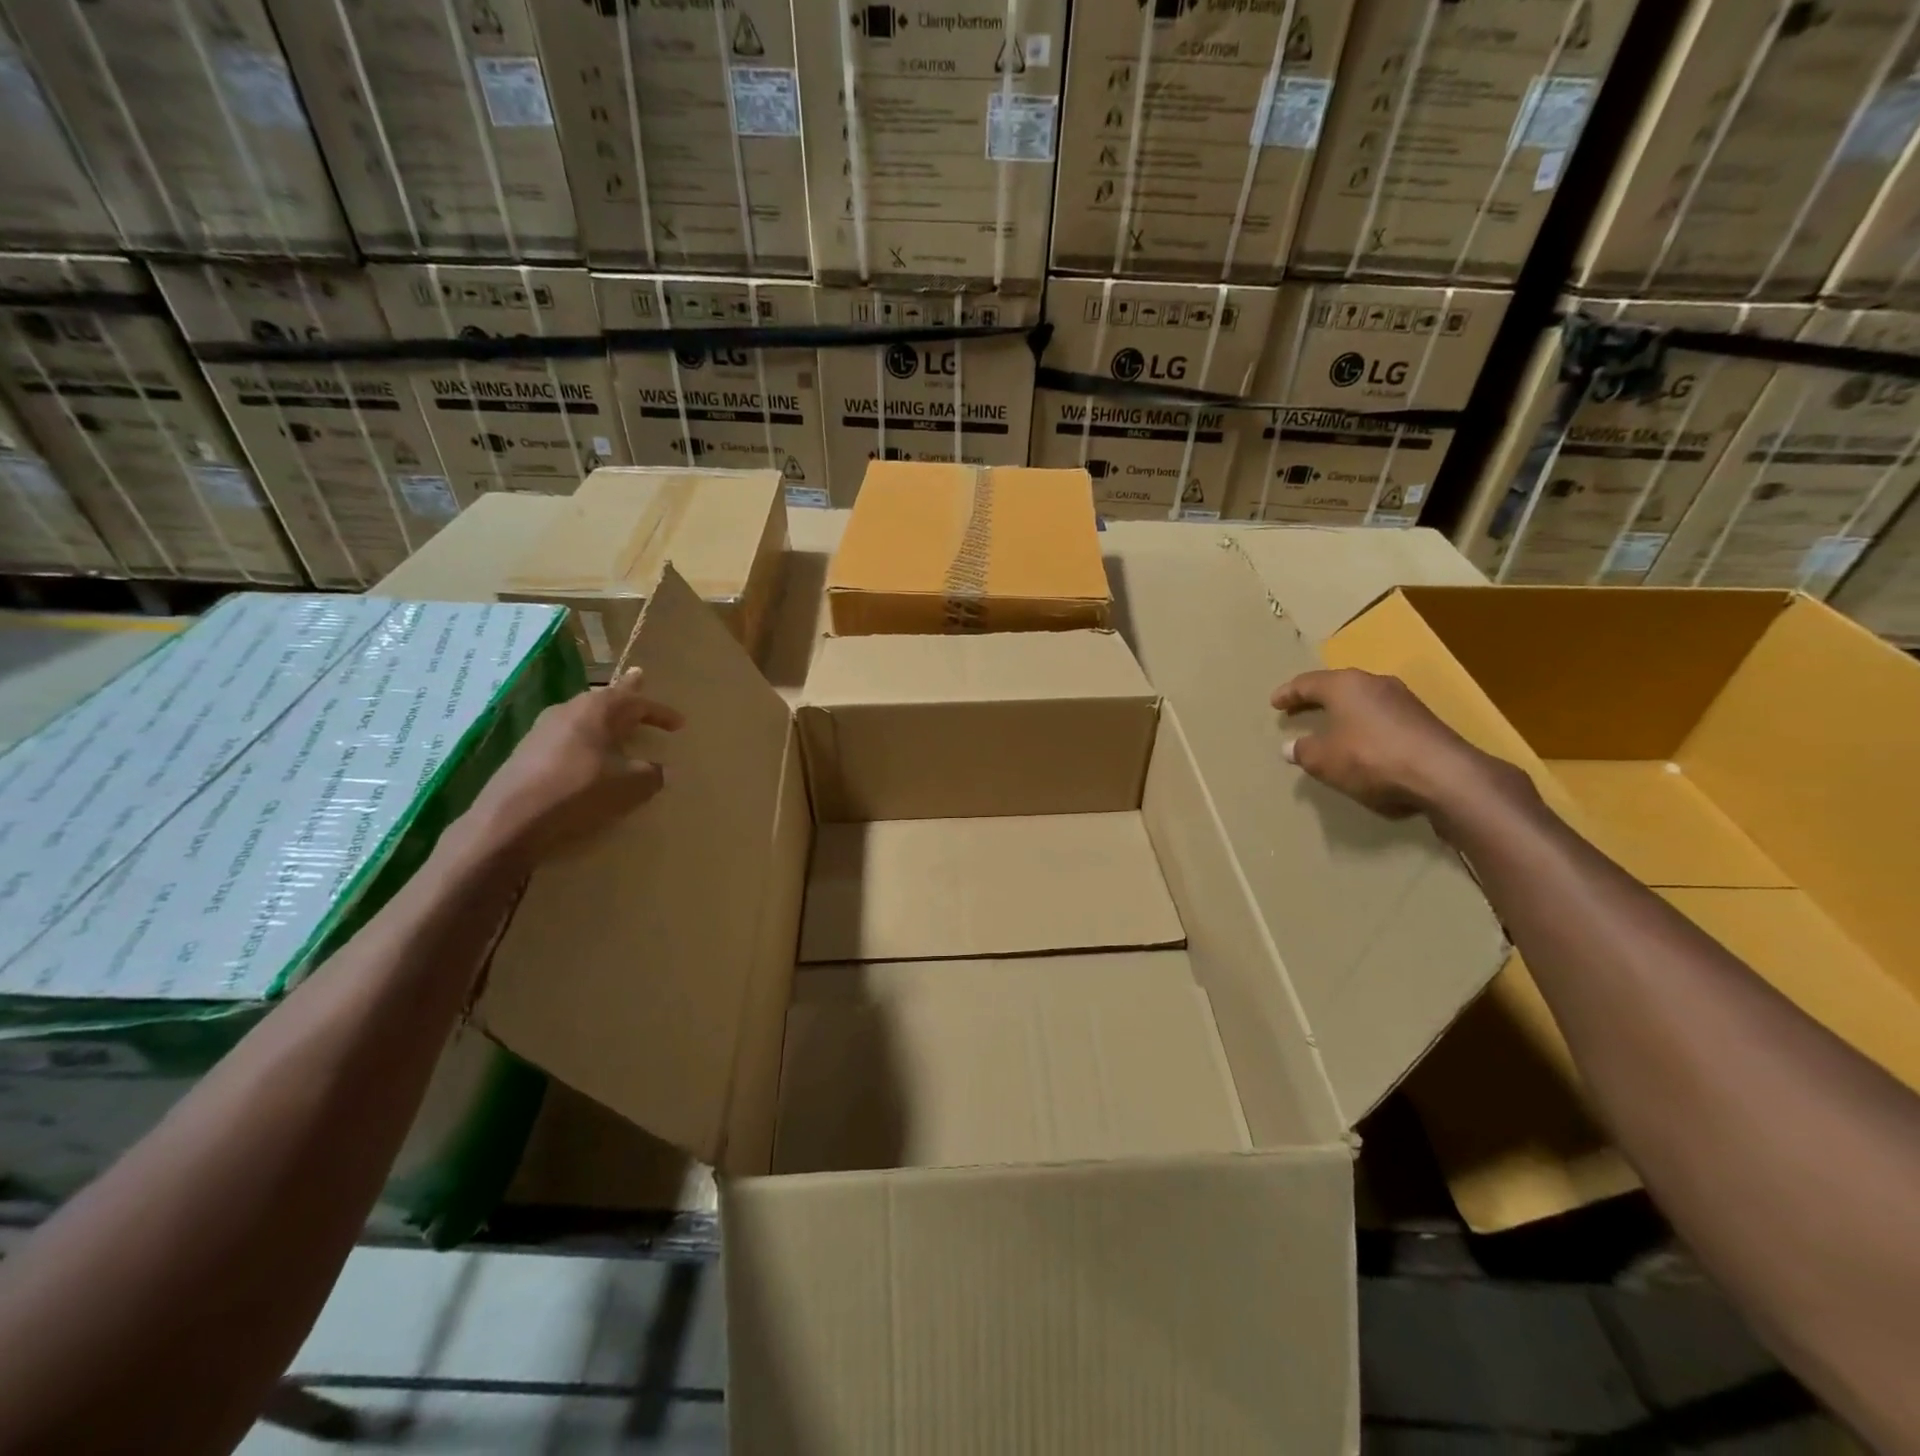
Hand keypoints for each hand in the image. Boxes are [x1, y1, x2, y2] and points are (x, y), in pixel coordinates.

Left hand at [464, 668, 683, 868]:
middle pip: (604, 698)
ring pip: (583, 716)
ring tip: (615, 721)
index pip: (637, 702)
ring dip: (604, 720)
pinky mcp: (527, 751)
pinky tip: (586, 753)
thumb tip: (661, 770)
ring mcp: (543, 729)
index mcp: (597, 710)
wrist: (511, 818)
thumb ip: (651, 774)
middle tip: (639, 680)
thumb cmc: (580, 790)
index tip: (680, 724)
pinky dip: (585, 740)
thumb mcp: (630, 785)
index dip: (660, 712)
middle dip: (626, 695)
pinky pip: (567, 736)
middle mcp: (569, 710)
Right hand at [1272, 668, 1497, 819]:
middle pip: (1338, 687)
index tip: (1275, 703)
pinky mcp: (1423, 721)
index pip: (1307, 683)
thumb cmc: (1370, 759)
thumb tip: (1290, 747)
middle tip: (1299, 710)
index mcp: (1345, 685)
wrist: (1443, 775)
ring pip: (1363, 701)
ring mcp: (1404, 700)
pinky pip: (1382, 717)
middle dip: (1317, 699)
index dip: (1288, 693)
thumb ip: (1303, 752)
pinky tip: (1362, 744)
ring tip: (1330, 727)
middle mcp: (1375, 683)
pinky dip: (1365, 726)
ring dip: (1344, 713)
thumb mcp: (1324, 761)